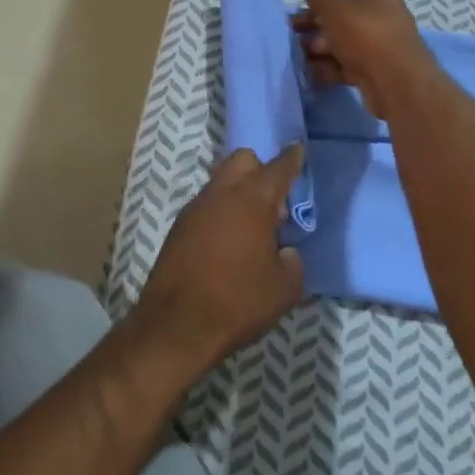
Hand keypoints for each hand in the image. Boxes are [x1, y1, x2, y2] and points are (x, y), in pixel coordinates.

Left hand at [131, 147, 305, 377]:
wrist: (176, 325)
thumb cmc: (238, 302)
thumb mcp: (284, 288)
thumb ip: (292, 260)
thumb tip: (284, 251)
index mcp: (252, 199)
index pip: (278, 168)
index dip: (292, 158)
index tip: (298, 149)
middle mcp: (222, 193)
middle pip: (243, 161)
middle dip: (260, 170)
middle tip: (274, 202)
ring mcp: (196, 207)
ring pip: (222, 181)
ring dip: (238, 192)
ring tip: (252, 228)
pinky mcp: (179, 226)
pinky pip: (207, 205)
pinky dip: (221, 212)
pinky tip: (228, 242)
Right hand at [293, 0, 436, 117]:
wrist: (397, 82)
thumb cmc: (365, 34)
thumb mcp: (335, 10)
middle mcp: (381, 14)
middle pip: (344, 11)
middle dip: (316, 18)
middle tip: (292, 25)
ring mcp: (379, 43)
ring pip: (343, 39)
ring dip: (319, 43)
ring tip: (297, 50)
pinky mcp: (374, 68)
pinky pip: (347, 62)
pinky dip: (329, 65)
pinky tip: (309, 71)